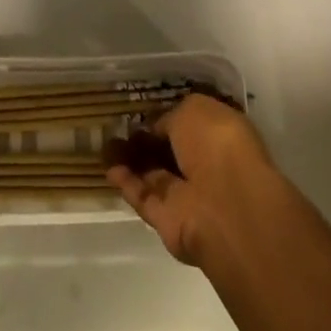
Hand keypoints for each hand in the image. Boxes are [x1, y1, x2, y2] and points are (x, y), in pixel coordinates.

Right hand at [104, 93, 273, 266]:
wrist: (224, 206)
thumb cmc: (217, 144)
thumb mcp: (194, 109)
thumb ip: (172, 117)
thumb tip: (157, 127)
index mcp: (223, 136)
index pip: (193, 125)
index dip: (170, 117)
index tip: (145, 112)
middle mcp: (208, 166)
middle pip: (172, 152)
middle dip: (148, 141)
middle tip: (120, 127)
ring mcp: (189, 196)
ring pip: (156, 175)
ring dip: (132, 161)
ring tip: (106, 143)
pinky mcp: (169, 221)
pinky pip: (145, 197)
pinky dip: (126, 183)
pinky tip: (108, 166)